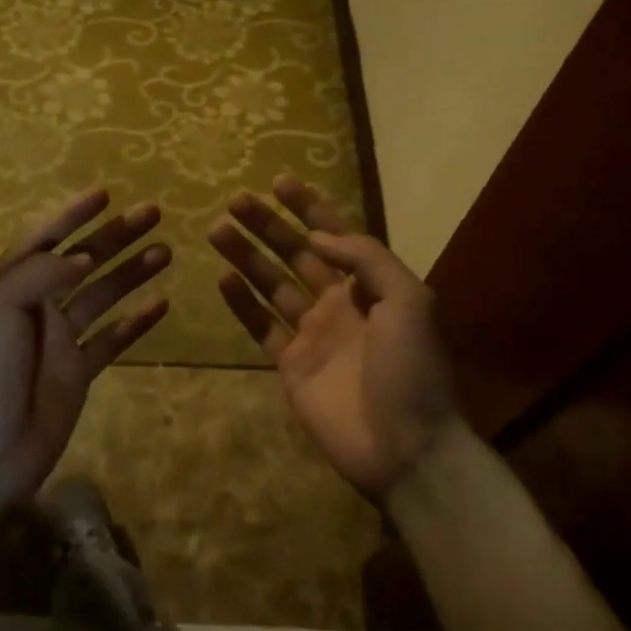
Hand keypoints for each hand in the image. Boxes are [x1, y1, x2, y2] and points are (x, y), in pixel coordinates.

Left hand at [0, 191, 168, 535]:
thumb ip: (41, 272)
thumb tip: (82, 255)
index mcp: (11, 284)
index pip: (44, 237)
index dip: (71, 213)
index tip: (104, 194)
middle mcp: (36, 305)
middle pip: (82, 260)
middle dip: (114, 236)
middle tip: (153, 214)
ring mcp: (59, 340)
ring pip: (102, 295)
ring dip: (131, 272)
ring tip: (166, 251)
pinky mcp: (77, 372)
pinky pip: (112, 340)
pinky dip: (135, 322)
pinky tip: (162, 305)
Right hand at [210, 175, 456, 500]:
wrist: (406, 449)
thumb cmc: (412, 370)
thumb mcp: (409, 301)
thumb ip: (366, 259)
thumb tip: (320, 236)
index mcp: (371, 287)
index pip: (335, 236)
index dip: (309, 208)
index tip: (280, 182)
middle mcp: (338, 303)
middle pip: (296, 254)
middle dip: (267, 225)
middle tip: (236, 200)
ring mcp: (312, 335)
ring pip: (272, 285)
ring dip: (246, 257)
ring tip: (218, 229)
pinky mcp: (290, 365)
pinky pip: (261, 327)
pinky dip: (241, 304)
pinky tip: (222, 279)